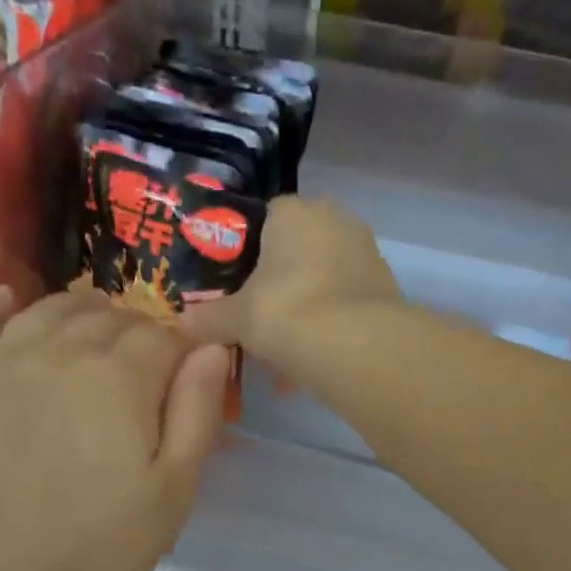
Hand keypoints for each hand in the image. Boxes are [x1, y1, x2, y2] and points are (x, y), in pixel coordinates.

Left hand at [0, 286, 230, 570]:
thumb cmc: (97, 551)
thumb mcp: (172, 493)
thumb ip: (197, 413)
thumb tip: (212, 347)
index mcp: (120, 379)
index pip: (162, 338)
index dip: (181, 351)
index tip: (187, 375)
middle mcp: (58, 354)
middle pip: (105, 317)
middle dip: (134, 329)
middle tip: (144, 362)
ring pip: (44, 312)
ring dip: (77, 310)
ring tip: (92, 322)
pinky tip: (5, 301)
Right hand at [181, 197, 401, 365]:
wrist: (355, 346)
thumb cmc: (284, 312)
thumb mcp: (235, 318)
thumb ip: (209, 317)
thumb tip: (184, 322)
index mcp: (293, 211)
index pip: (264, 218)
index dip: (246, 252)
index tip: (236, 286)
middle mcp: (335, 219)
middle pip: (296, 250)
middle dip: (278, 284)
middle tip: (258, 320)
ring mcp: (366, 251)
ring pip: (322, 279)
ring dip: (303, 309)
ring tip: (283, 351)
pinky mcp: (385, 286)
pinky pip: (344, 303)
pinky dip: (328, 326)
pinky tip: (311, 359)